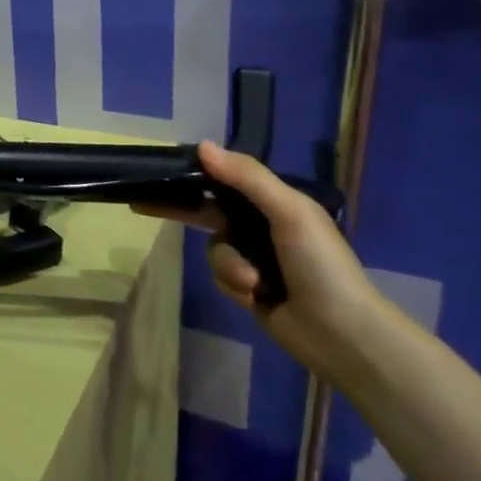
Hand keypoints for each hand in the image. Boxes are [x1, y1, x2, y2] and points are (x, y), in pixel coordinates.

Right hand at [135, 143, 390, 381]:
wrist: (342, 334)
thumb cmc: (320, 264)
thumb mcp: (289, 212)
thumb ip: (247, 178)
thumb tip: (201, 146)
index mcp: (275, 200)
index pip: (225, 176)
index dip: (196, 171)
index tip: (162, 168)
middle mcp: (260, 224)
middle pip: (208, 208)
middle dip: (181, 209)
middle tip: (139, 203)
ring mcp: (252, 256)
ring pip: (212, 246)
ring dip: (228, 263)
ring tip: (253, 282)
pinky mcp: (245, 285)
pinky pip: (218, 273)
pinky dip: (232, 281)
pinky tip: (255, 295)